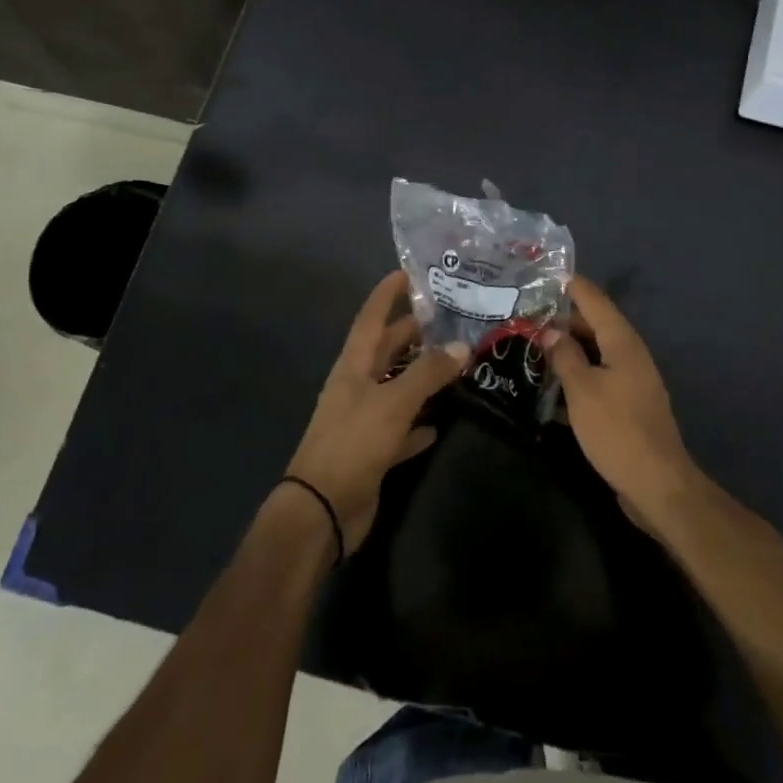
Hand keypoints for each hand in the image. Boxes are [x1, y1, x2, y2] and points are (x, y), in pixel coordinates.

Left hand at [284, 271, 466, 555]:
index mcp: (353, 366)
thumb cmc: (352, 444)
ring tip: (454, 361)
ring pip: (396, 387)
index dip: (387, 294)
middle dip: (412, 332)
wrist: (321, 510)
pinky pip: (401, 429)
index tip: (407, 272)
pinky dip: (418, 423)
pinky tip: (440, 423)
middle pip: (386, 350)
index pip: (371, 318)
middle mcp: (357, 386)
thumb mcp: (392, 403)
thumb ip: (427, 374)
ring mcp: (364, 420)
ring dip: (420, 375)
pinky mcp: (372, 451)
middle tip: (448, 317)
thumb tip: (461, 346)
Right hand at [540, 276, 700, 536]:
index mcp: (623, 342)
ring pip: (595, 352)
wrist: (656, 483)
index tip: (547, 273)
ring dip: (567, 347)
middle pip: (594, 325)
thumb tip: (549, 332)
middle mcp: (630, 354)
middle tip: (527, 313)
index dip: (572, 285)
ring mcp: (631, 380)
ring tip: (533, 343)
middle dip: (563, 318)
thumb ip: (564, 356)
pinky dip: (576, 374)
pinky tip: (551, 385)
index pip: (595, 300)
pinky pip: (598, 377)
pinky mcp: (627, 404)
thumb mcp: (582, 389)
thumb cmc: (616, 429)